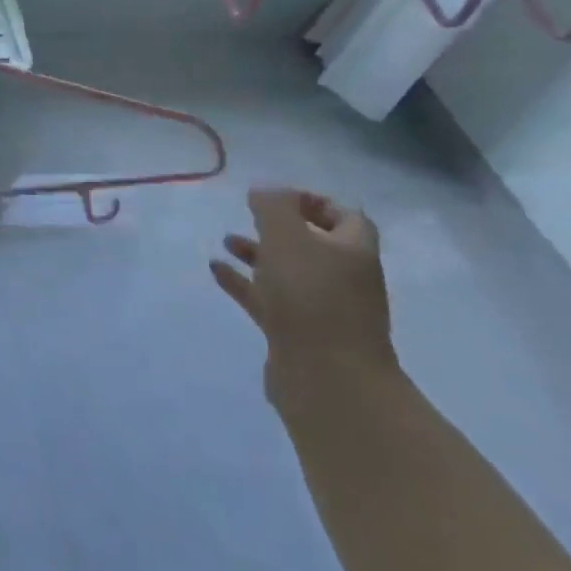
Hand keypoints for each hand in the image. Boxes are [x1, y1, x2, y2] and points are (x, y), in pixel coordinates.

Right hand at [208, 188, 394, 398]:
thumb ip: (274, 207)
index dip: (314, 201)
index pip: (346, 217)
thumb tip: (265, 190)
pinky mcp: (295, 334)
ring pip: (287, 272)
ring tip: (226, 241)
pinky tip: (216, 270)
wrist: (327, 379)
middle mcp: (343, 279)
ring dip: (258, 254)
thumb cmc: (311, 298)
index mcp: (353, 253)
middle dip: (280, 228)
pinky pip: (267, 299)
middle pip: (315, 245)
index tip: (277, 196)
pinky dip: (243, 282)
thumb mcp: (288, 238)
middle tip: (250, 215)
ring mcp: (320, 309)